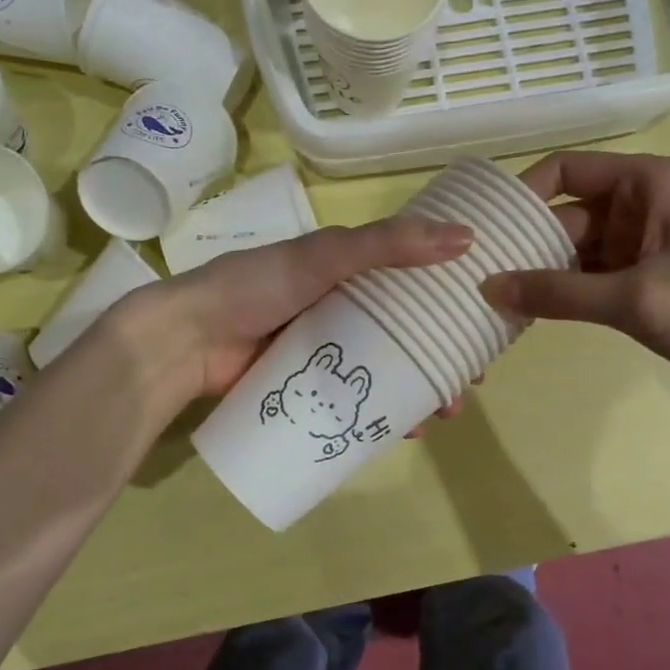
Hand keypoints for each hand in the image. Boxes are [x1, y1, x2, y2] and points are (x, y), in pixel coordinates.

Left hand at [127, 217, 474, 401]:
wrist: (188, 340)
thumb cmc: (257, 287)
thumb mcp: (326, 255)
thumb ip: (389, 244)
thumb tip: (466, 237)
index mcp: (348, 271)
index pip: (411, 280)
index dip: (448, 298)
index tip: (481, 320)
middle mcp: (341, 308)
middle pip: (405, 331)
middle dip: (441, 354)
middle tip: (468, 378)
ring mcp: (326, 351)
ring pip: (386, 370)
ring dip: (420, 389)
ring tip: (445, 411)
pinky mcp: (310, 387)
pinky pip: (358, 401)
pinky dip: (384, 414)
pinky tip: (406, 431)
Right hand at [480, 151, 669, 407]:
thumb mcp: (635, 299)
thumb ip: (558, 293)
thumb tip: (488, 289)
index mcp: (648, 184)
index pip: (568, 169)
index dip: (524, 193)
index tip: (486, 228)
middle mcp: (640, 204)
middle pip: (566, 213)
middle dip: (526, 242)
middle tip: (476, 271)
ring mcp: (640, 243)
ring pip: (573, 248)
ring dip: (540, 271)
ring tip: (491, 295)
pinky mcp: (641, 277)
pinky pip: (587, 275)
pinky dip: (561, 291)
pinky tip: (527, 311)